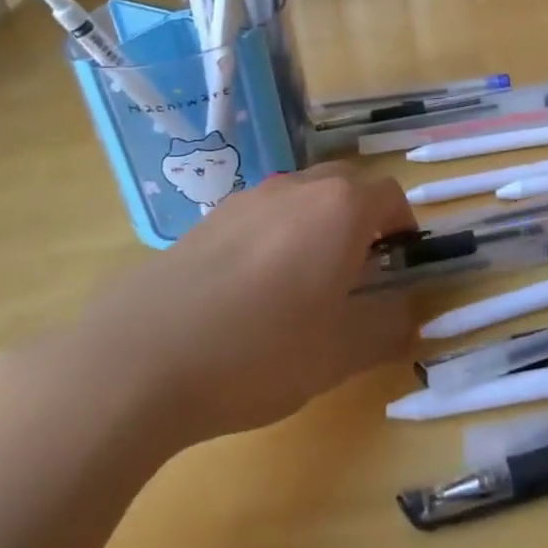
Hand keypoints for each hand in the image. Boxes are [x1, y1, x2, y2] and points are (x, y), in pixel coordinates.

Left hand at [62, 165, 416, 451]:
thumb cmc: (260, 351)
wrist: (138, 360)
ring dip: (316, 225)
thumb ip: (389, 326)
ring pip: (300, 197)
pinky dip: (274, 236)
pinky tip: (251, 291)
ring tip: (305, 281)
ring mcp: (246, 200)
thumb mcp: (341, 353)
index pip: (390, 196)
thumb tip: (409, 311)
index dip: (404, 225)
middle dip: (363, 219)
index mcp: (340, 208)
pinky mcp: (205, 221)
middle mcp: (296, 188)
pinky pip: (259, 215)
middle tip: (359, 270)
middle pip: (346, 186)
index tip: (401, 260)